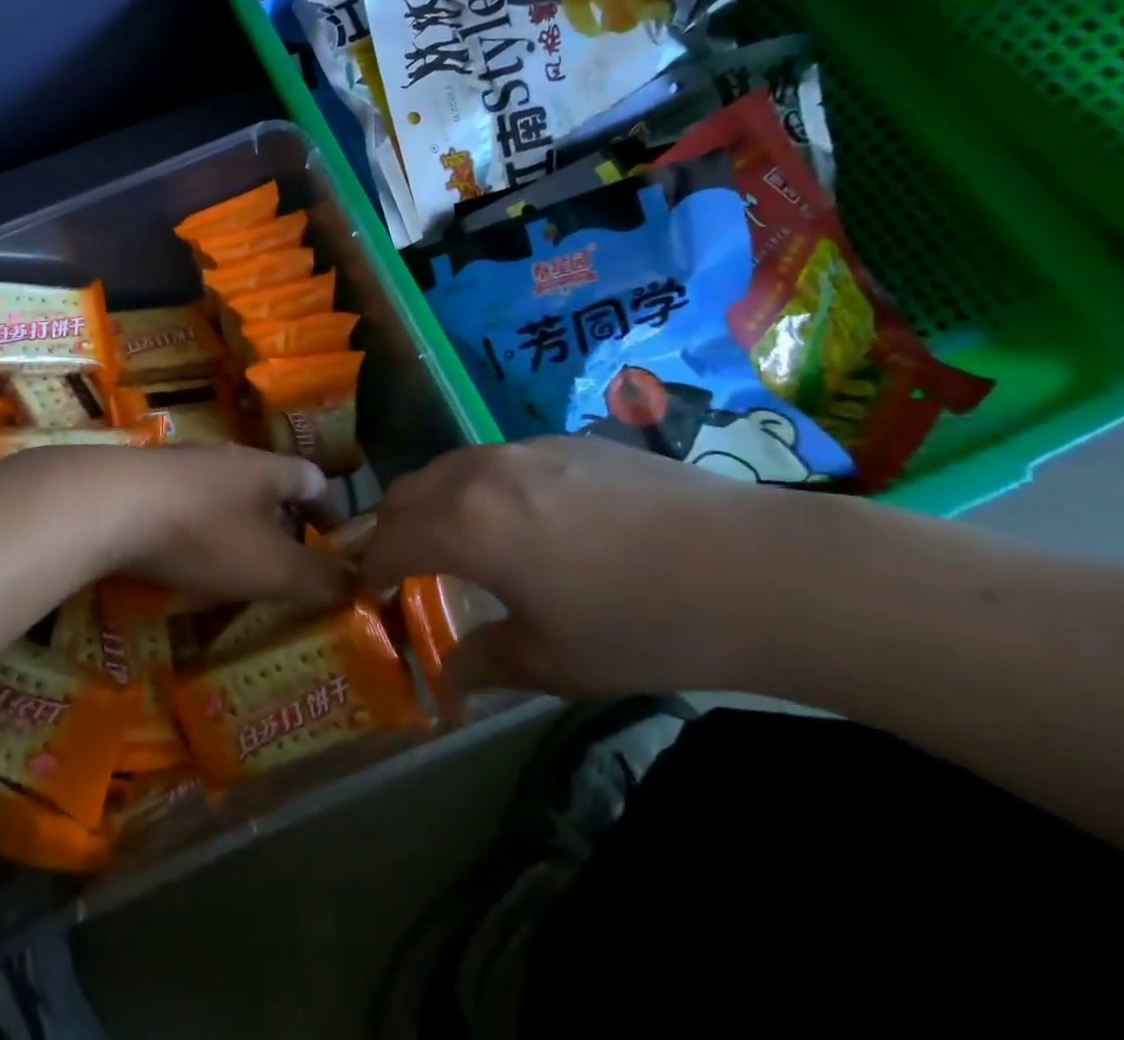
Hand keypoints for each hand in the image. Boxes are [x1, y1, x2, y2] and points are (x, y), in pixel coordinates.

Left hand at [9, 444, 346, 606]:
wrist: (109, 504)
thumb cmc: (204, 534)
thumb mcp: (271, 567)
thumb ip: (319, 580)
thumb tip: (361, 585)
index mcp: (267, 469)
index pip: (314, 479)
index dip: (331, 511)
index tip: (335, 544)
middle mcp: (229, 457)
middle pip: (268, 485)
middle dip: (281, 524)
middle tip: (285, 565)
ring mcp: (183, 464)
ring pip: (225, 493)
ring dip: (236, 527)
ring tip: (235, 567)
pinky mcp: (146, 479)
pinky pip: (186, 502)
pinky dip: (196, 530)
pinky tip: (182, 559)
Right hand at [359, 437, 819, 697]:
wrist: (755, 569)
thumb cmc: (642, 625)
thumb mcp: (555, 661)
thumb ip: (485, 663)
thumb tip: (446, 682)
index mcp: (466, 524)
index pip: (389, 542)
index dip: (370, 571)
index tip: (368, 595)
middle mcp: (481, 472)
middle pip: (408, 492)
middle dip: (391, 530)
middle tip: (400, 569)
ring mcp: (524, 448)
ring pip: (450, 468)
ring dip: (433, 503)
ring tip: (455, 541)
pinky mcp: (565, 440)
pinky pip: (496, 460)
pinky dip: (479, 487)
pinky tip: (522, 519)